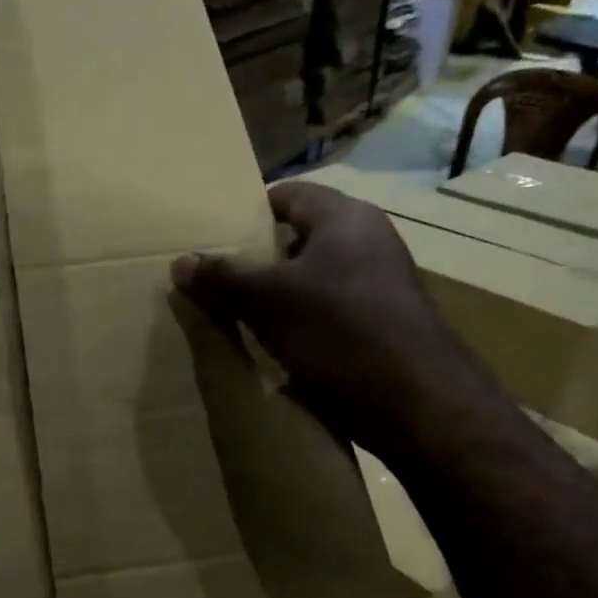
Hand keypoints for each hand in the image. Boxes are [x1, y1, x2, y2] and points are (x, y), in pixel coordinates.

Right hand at [170, 181, 465, 455]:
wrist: (416, 401)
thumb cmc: (340, 332)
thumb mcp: (270, 302)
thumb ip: (224, 278)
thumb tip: (181, 262)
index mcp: (345, 218)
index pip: (287, 195)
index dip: (247, 214)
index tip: (213, 239)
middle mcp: (368, 242)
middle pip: (299, 239)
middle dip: (258, 261)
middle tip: (217, 283)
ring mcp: (380, 286)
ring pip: (314, 281)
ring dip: (279, 299)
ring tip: (238, 318)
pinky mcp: (383, 327)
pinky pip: (330, 315)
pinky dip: (302, 326)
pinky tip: (277, 349)